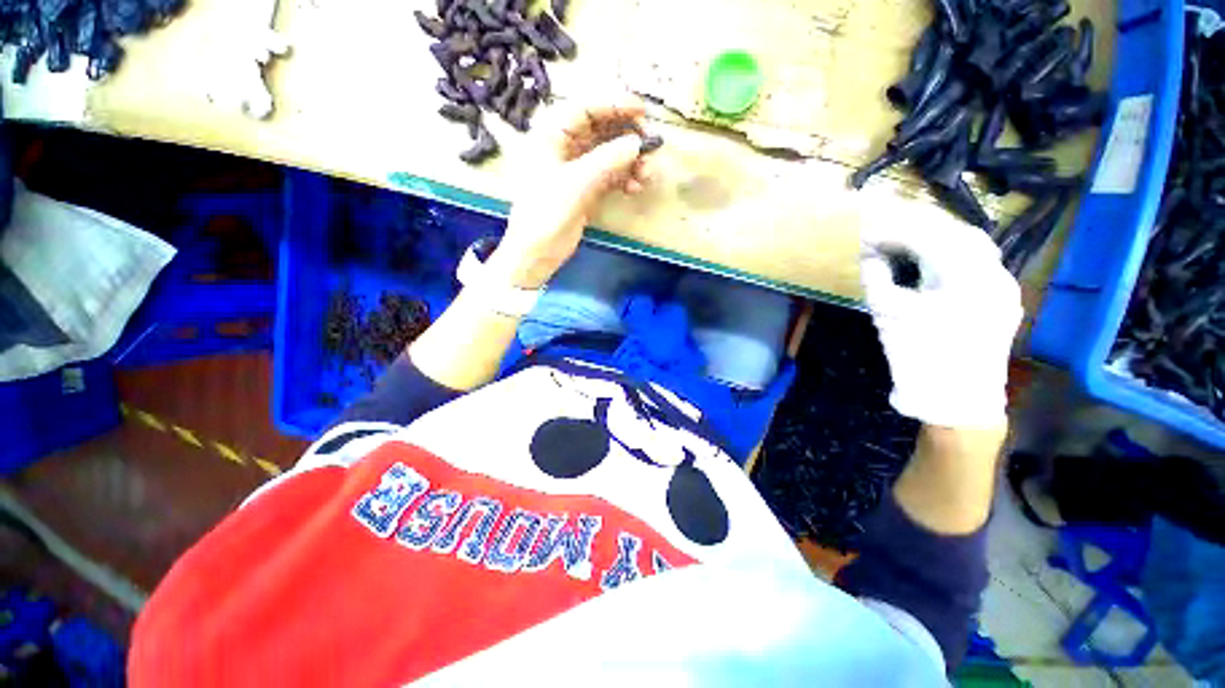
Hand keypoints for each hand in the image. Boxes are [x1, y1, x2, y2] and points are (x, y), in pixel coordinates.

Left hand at [489, 100, 654, 288]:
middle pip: (601, 130)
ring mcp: (576, 169)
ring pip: (608, 154)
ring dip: (630, 161)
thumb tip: (637, 143)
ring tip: (647, 174)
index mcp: (551, 134)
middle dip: (627, 136)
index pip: (586, 108)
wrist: (537, 252)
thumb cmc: (546, 213)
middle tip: (650, 146)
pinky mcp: (585, 189)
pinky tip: (635, 188)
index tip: (643, 111)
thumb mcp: (576, 182)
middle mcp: (564, 147)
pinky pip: (610, 175)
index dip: (615, 104)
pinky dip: (624, 179)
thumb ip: (608, 160)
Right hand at [859, 205, 1021, 428]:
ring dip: (937, 242)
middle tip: (886, 234)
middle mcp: (994, 272)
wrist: (956, 401)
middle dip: (918, 229)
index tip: (866, 231)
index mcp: (965, 274)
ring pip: (972, 248)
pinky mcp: (1002, 302)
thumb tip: (871, 256)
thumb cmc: (918, 356)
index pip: (927, 235)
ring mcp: (1003, 287)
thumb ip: (877, 278)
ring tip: (906, 246)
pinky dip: (951, 259)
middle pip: (957, 233)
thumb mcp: (887, 314)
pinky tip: (931, 267)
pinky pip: (978, 267)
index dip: (893, 230)